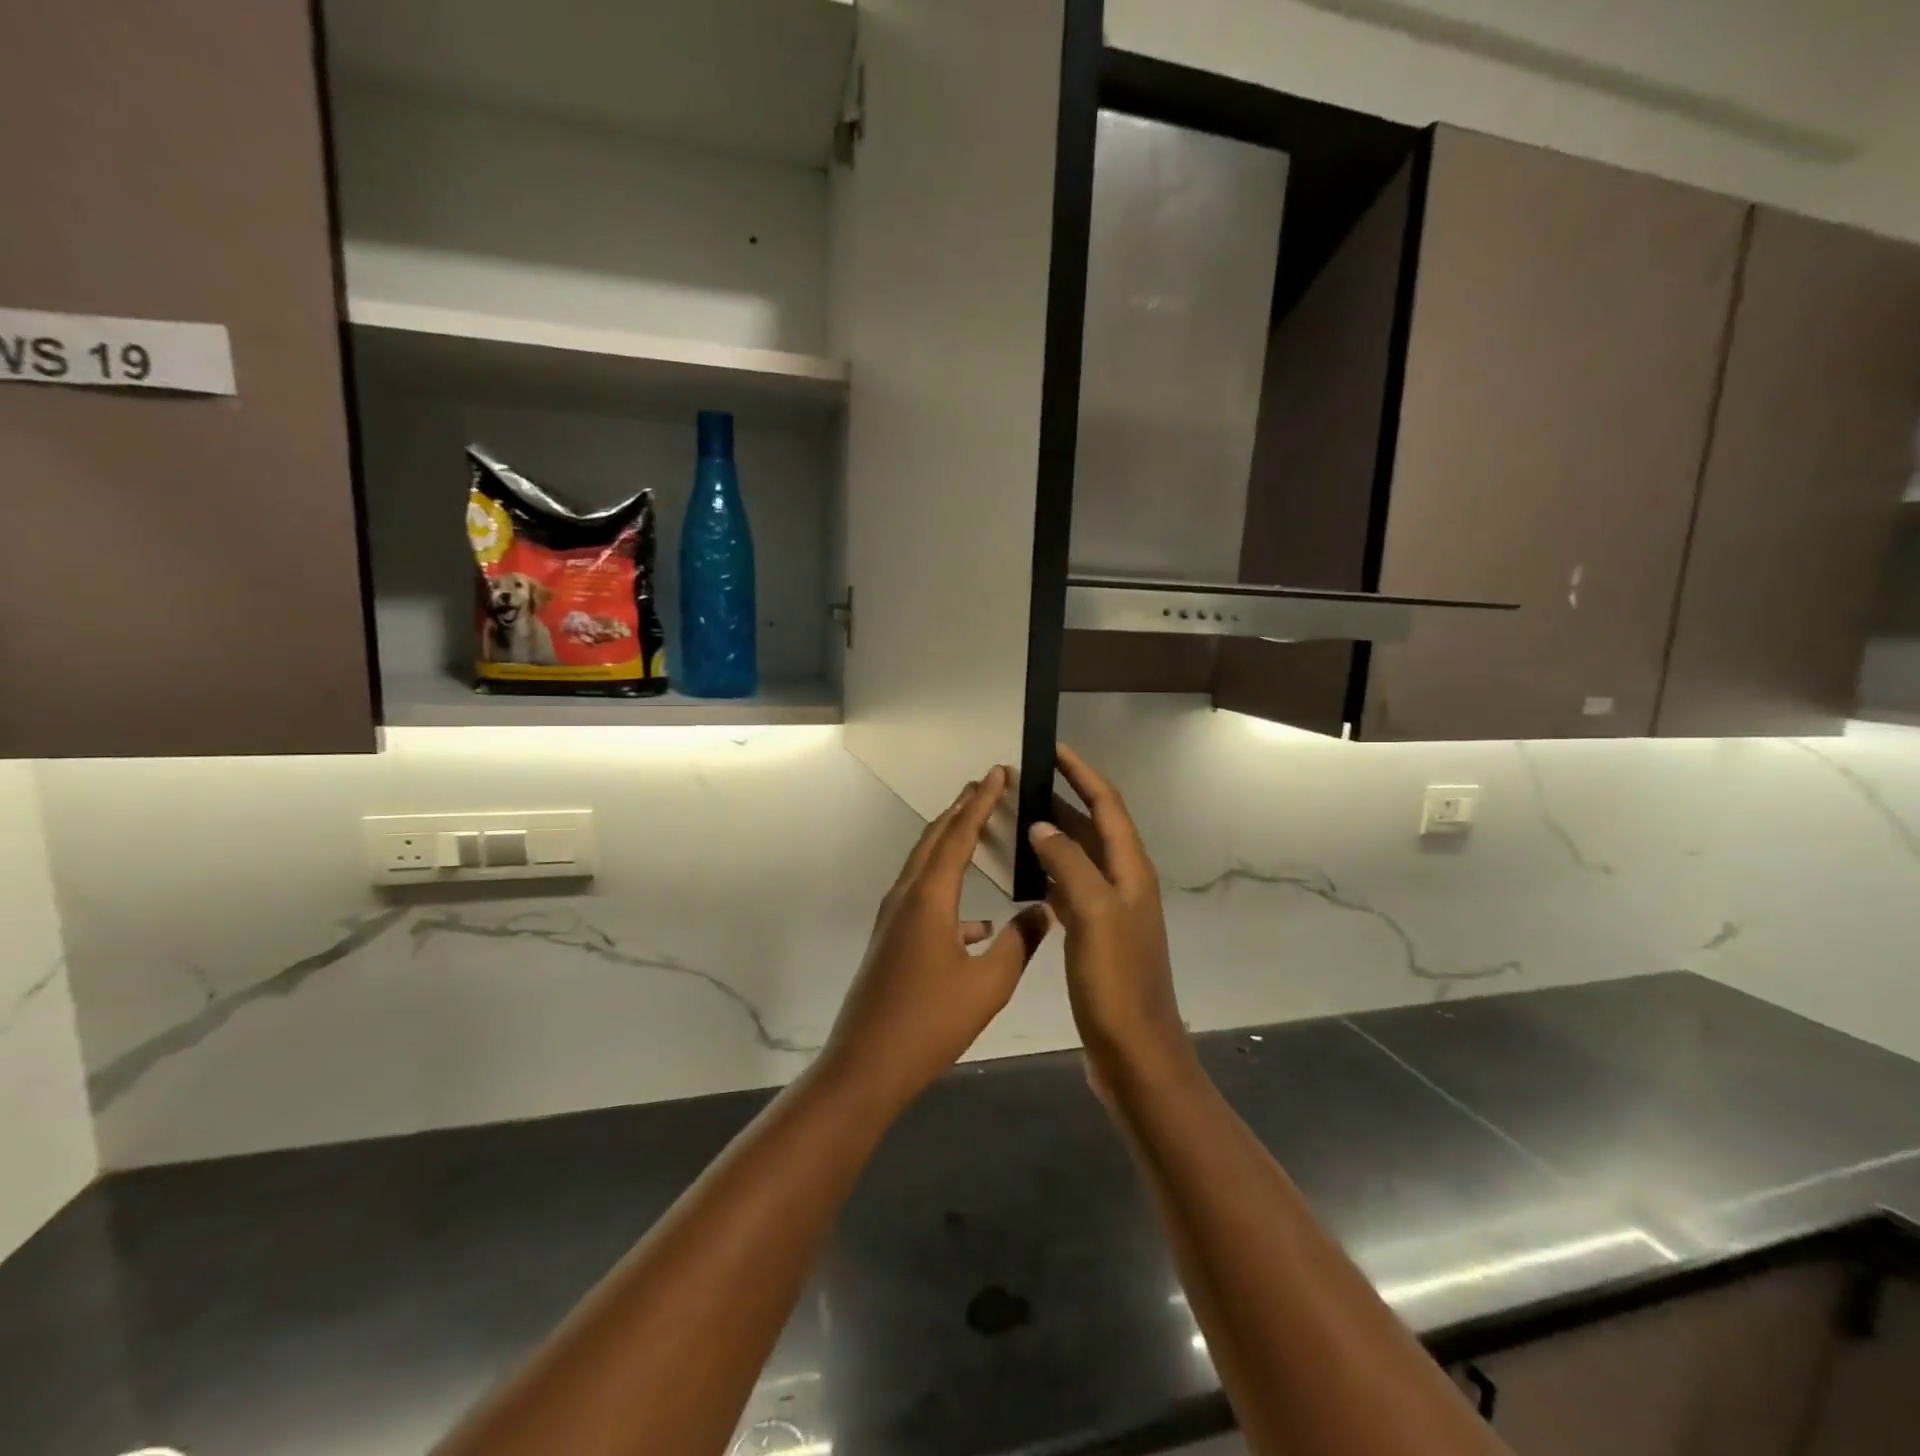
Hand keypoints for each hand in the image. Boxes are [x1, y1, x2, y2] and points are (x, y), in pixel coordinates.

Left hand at [823, 767, 1053, 1108]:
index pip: (959, 834)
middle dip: (960, 810)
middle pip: (934, 839)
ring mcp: (893, 919)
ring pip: (925, 865)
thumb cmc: (930, 1022)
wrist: (866, 1066)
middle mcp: (906, 896)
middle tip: (985, 785)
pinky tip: (977, 923)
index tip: (996, 773)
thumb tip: (1044, 911)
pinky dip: (948, 891)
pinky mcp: (891, 940)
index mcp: (929, 897)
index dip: (980, 801)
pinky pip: (922, 898)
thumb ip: (1019, 943)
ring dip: (950, 843)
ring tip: (978, 831)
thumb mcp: (988, 984)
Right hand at [1027, 745, 1185, 1068]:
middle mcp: (1123, 881)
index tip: (1053, 748)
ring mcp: (1110, 908)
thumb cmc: (1117, 980)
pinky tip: (1024, 871)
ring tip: (1016, 817)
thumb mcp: (1093, 914)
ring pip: (1078, 856)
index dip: (1082, 773)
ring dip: (1052, 833)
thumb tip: (1040, 824)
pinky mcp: (1095, 933)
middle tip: (1022, 782)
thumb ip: (1068, 863)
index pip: (1106, 805)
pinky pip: (1069, 886)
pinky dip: (1048, 870)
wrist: (1135, 1050)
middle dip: (1061, 798)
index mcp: (1131, 870)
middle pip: (1092, 826)